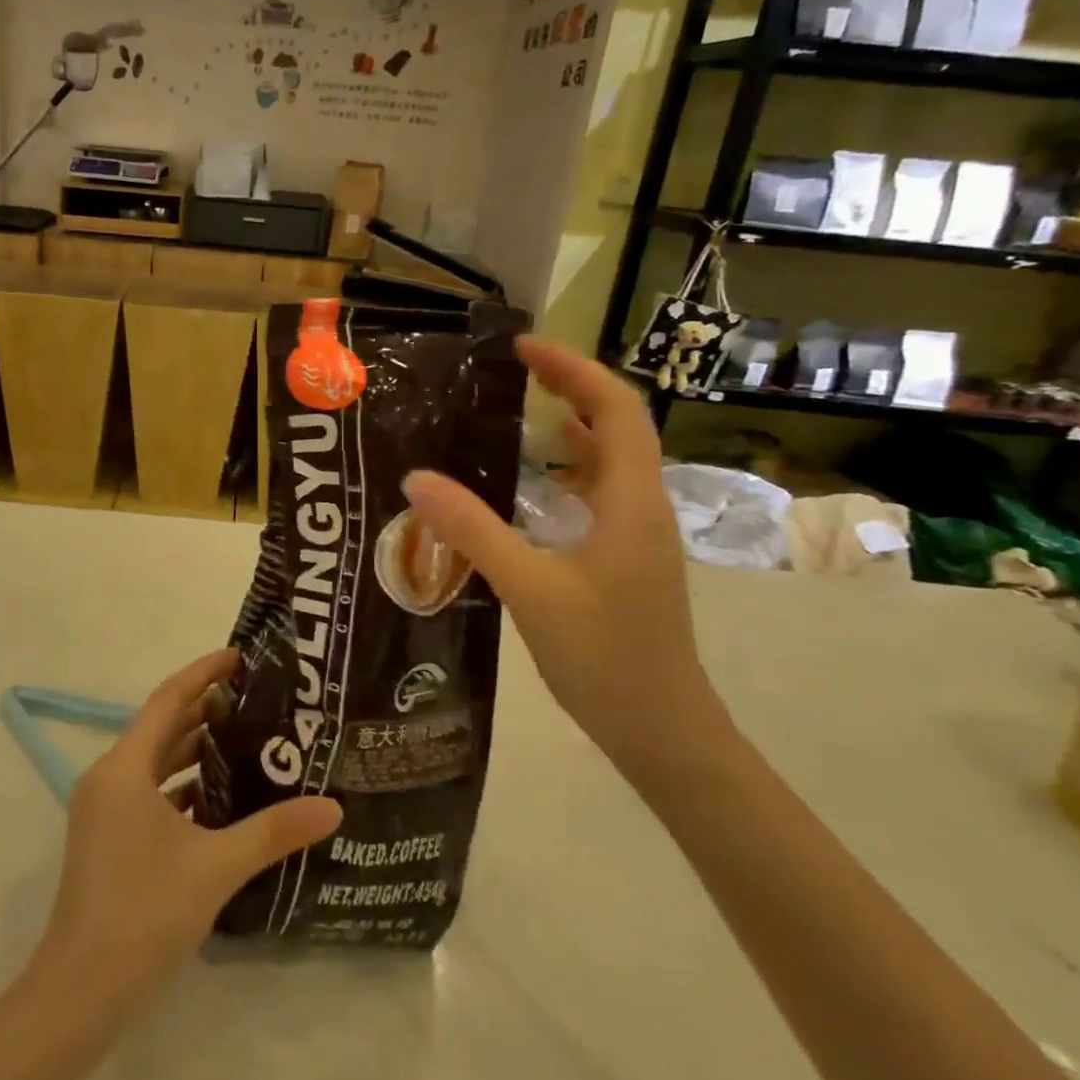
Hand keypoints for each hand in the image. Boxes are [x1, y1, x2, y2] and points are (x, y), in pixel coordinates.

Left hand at [32, 650, 342, 1005]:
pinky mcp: (107, 837)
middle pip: (162, 727)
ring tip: (244, 738)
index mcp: (124, 768)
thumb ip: (273, 831)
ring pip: (154, 761)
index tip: (239, 655)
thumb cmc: (144, 913)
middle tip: (255, 698)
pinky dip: (180, 785)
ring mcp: (104, 809)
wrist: (79, 993)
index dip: (203, 673)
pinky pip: (148, 792)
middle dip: (205, 709)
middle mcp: (109, 777)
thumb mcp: (215, 867)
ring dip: (193, 747)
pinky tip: (218, 797)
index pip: (168, 699)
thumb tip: (332, 807)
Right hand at [402, 339, 731, 779]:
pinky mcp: (624, 556)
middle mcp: (641, 505)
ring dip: (570, 424)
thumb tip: (416, 478)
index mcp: (631, 501)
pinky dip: (567, 467)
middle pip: (617, 423)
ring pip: (609, 458)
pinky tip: (529, 481)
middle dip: (569, 386)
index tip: (522, 348)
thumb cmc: (605, 658)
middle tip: (511, 370)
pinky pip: (598, 491)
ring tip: (515, 410)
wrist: (663, 731)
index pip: (616, 408)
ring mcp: (636, 533)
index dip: (573, 369)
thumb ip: (473, 530)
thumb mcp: (529, 589)